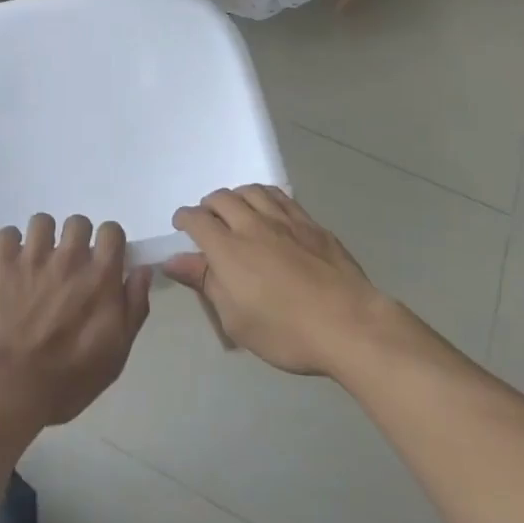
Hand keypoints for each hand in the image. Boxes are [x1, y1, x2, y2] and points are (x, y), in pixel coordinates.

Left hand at [0, 214, 153, 427]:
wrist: (13, 385)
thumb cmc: (71, 377)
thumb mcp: (117, 352)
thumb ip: (134, 306)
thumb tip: (142, 270)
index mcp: (101, 276)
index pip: (111, 231)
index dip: (108, 242)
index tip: (102, 259)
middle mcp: (69, 257)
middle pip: (77, 222)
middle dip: (75, 239)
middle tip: (68, 264)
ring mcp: (33, 256)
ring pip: (42, 221)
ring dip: (43, 238)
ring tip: (37, 261)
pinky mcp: (1, 262)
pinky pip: (8, 233)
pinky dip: (10, 245)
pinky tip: (11, 264)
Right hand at [164, 187, 397, 377]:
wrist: (349, 324)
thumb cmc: (285, 332)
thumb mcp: (236, 319)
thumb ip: (205, 283)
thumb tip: (174, 260)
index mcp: (228, 249)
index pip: (196, 219)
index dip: (184, 218)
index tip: (182, 226)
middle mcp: (252, 224)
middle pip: (222, 198)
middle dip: (209, 205)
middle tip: (209, 221)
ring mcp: (284, 220)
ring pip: (251, 191)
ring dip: (237, 197)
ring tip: (237, 211)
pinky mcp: (311, 223)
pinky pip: (280, 197)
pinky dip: (265, 197)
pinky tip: (269, 211)